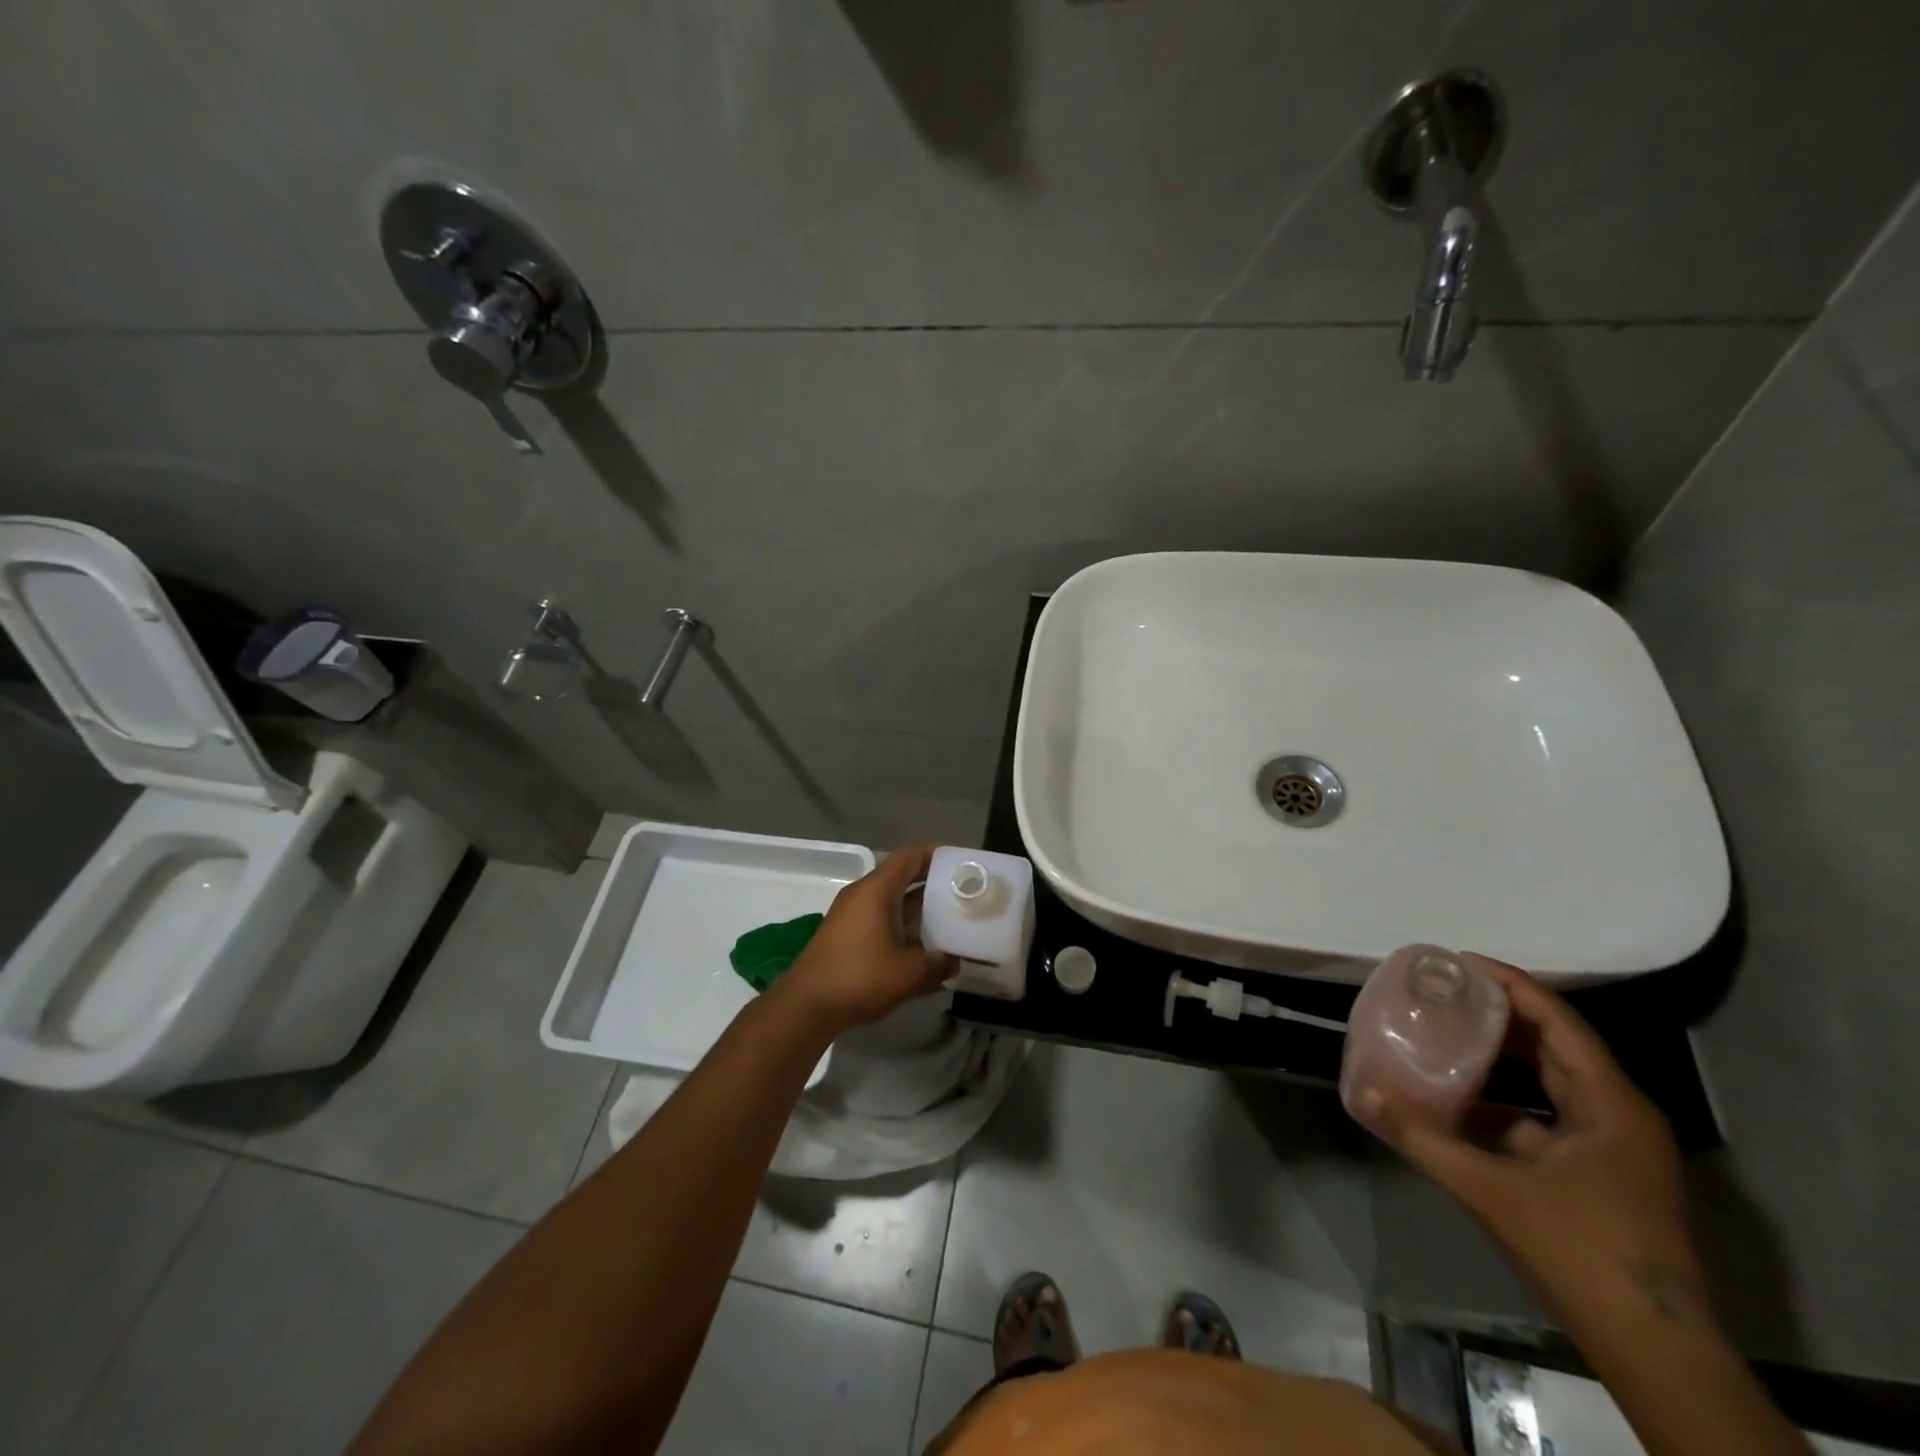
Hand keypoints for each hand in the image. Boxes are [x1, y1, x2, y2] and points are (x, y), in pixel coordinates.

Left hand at [773, 845, 953, 1035]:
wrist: (807, 1006)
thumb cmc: (860, 977)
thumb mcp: (910, 972)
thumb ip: (939, 963)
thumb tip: (955, 960)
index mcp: (877, 889)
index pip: (911, 855)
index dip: (938, 855)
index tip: (962, 867)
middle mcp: (863, 893)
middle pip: (902, 876)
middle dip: (933, 885)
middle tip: (962, 896)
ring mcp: (851, 913)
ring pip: (892, 899)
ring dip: (918, 909)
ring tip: (948, 922)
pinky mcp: (845, 933)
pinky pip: (880, 917)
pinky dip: (901, 924)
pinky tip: (920, 948)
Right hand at [1361, 956, 1715, 1333]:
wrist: (1655, 1353)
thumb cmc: (1582, 1253)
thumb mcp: (1492, 1191)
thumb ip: (1424, 1139)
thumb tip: (1364, 1096)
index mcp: (1610, 1104)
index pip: (1559, 1021)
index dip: (1511, 985)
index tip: (1460, 962)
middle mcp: (1618, 1115)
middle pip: (1556, 1046)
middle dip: (1500, 1016)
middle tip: (1444, 993)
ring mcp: (1613, 1150)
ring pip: (1551, 1084)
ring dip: (1501, 1059)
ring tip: (1446, 1036)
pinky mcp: (1601, 1177)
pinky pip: (1546, 1120)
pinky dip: (1504, 1104)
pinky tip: (1459, 1105)